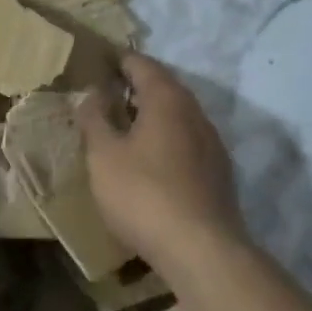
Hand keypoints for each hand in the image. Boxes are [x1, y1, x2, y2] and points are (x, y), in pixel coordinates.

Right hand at [77, 53, 246, 274]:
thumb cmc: (144, 194)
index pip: (142, 64)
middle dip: (136, 86)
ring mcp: (212, 143)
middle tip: (107, 92)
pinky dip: (166, 139)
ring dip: (152, 115)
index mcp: (167, 99)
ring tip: (125, 125)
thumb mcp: (103, 156)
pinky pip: (187, 142)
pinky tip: (151, 160)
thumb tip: (92, 94)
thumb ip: (95, 119)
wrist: (202, 250)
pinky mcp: (218, 173)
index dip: (119, 60)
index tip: (99, 60)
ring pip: (178, 116)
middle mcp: (195, 112)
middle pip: (164, 87)